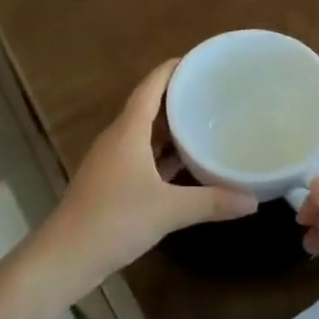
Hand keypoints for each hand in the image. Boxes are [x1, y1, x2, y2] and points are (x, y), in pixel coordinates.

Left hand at [41, 60, 257, 294]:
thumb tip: (254, 200)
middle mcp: (118, 139)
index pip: (150, 86)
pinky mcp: (110, 183)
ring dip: (170, 127)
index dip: (172, 69)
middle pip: (148, 106)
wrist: (64, 259)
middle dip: (177, 97)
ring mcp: (111, 162)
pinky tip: (185, 163)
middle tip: (212, 91)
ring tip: (204, 121)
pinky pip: (141, 156)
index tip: (199, 60)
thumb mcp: (169, 210)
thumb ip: (211, 202)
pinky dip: (162, 154)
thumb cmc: (114, 220)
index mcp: (128, 131)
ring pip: (144, 133)